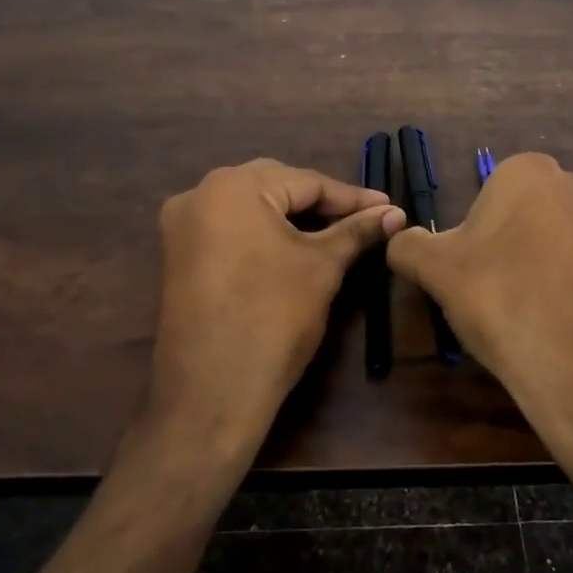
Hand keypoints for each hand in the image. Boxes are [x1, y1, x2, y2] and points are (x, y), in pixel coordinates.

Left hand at [149, 159, 405, 454]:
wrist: (213, 391)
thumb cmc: (274, 317)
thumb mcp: (322, 267)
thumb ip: (358, 231)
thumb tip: (395, 213)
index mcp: (233, 186)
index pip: (306, 182)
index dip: (352, 198)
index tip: (389, 208)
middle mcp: (199, 194)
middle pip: (275, 187)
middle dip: (321, 203)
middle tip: (364, 219)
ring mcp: (181, 226)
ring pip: (251, 208)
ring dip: (292, 217)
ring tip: (335, 231)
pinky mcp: (177, 255)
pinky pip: (230, 229)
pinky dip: (263, 233)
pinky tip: (293, 247)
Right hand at [387, 153, 572, 471]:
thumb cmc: (501, 301)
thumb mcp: (435, 270)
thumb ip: (408, 245)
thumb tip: (401, 240)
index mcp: (529, 172)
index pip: (488, 193)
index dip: (474, 235)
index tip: (471, 272)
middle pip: (527, 215)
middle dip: (510, 246)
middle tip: (496, 293)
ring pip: (561, 242)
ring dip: (544, 267)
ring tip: (531, 314)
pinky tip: (563, 326)